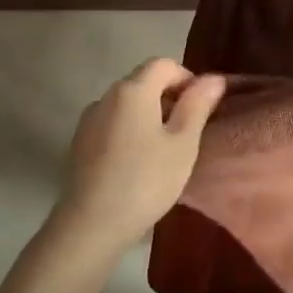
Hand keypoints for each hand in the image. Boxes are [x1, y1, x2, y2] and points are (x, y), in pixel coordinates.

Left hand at [52, 59, 226, 255]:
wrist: (89, 227)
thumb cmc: (145, 180)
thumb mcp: (183, 142)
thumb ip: (199, 105)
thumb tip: (213, 79)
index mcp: (133, 90)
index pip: (165, 64)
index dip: (188, 79)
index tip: (201, 108)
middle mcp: (106, 96)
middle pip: (144, 81)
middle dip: (170, 97)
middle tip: (188, 131)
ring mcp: (89, 120)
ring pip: (127, 104)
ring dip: (149, 115)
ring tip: (165, 149)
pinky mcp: (79, 144)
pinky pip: (113, 123)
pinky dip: (130, 131)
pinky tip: (138, 162)